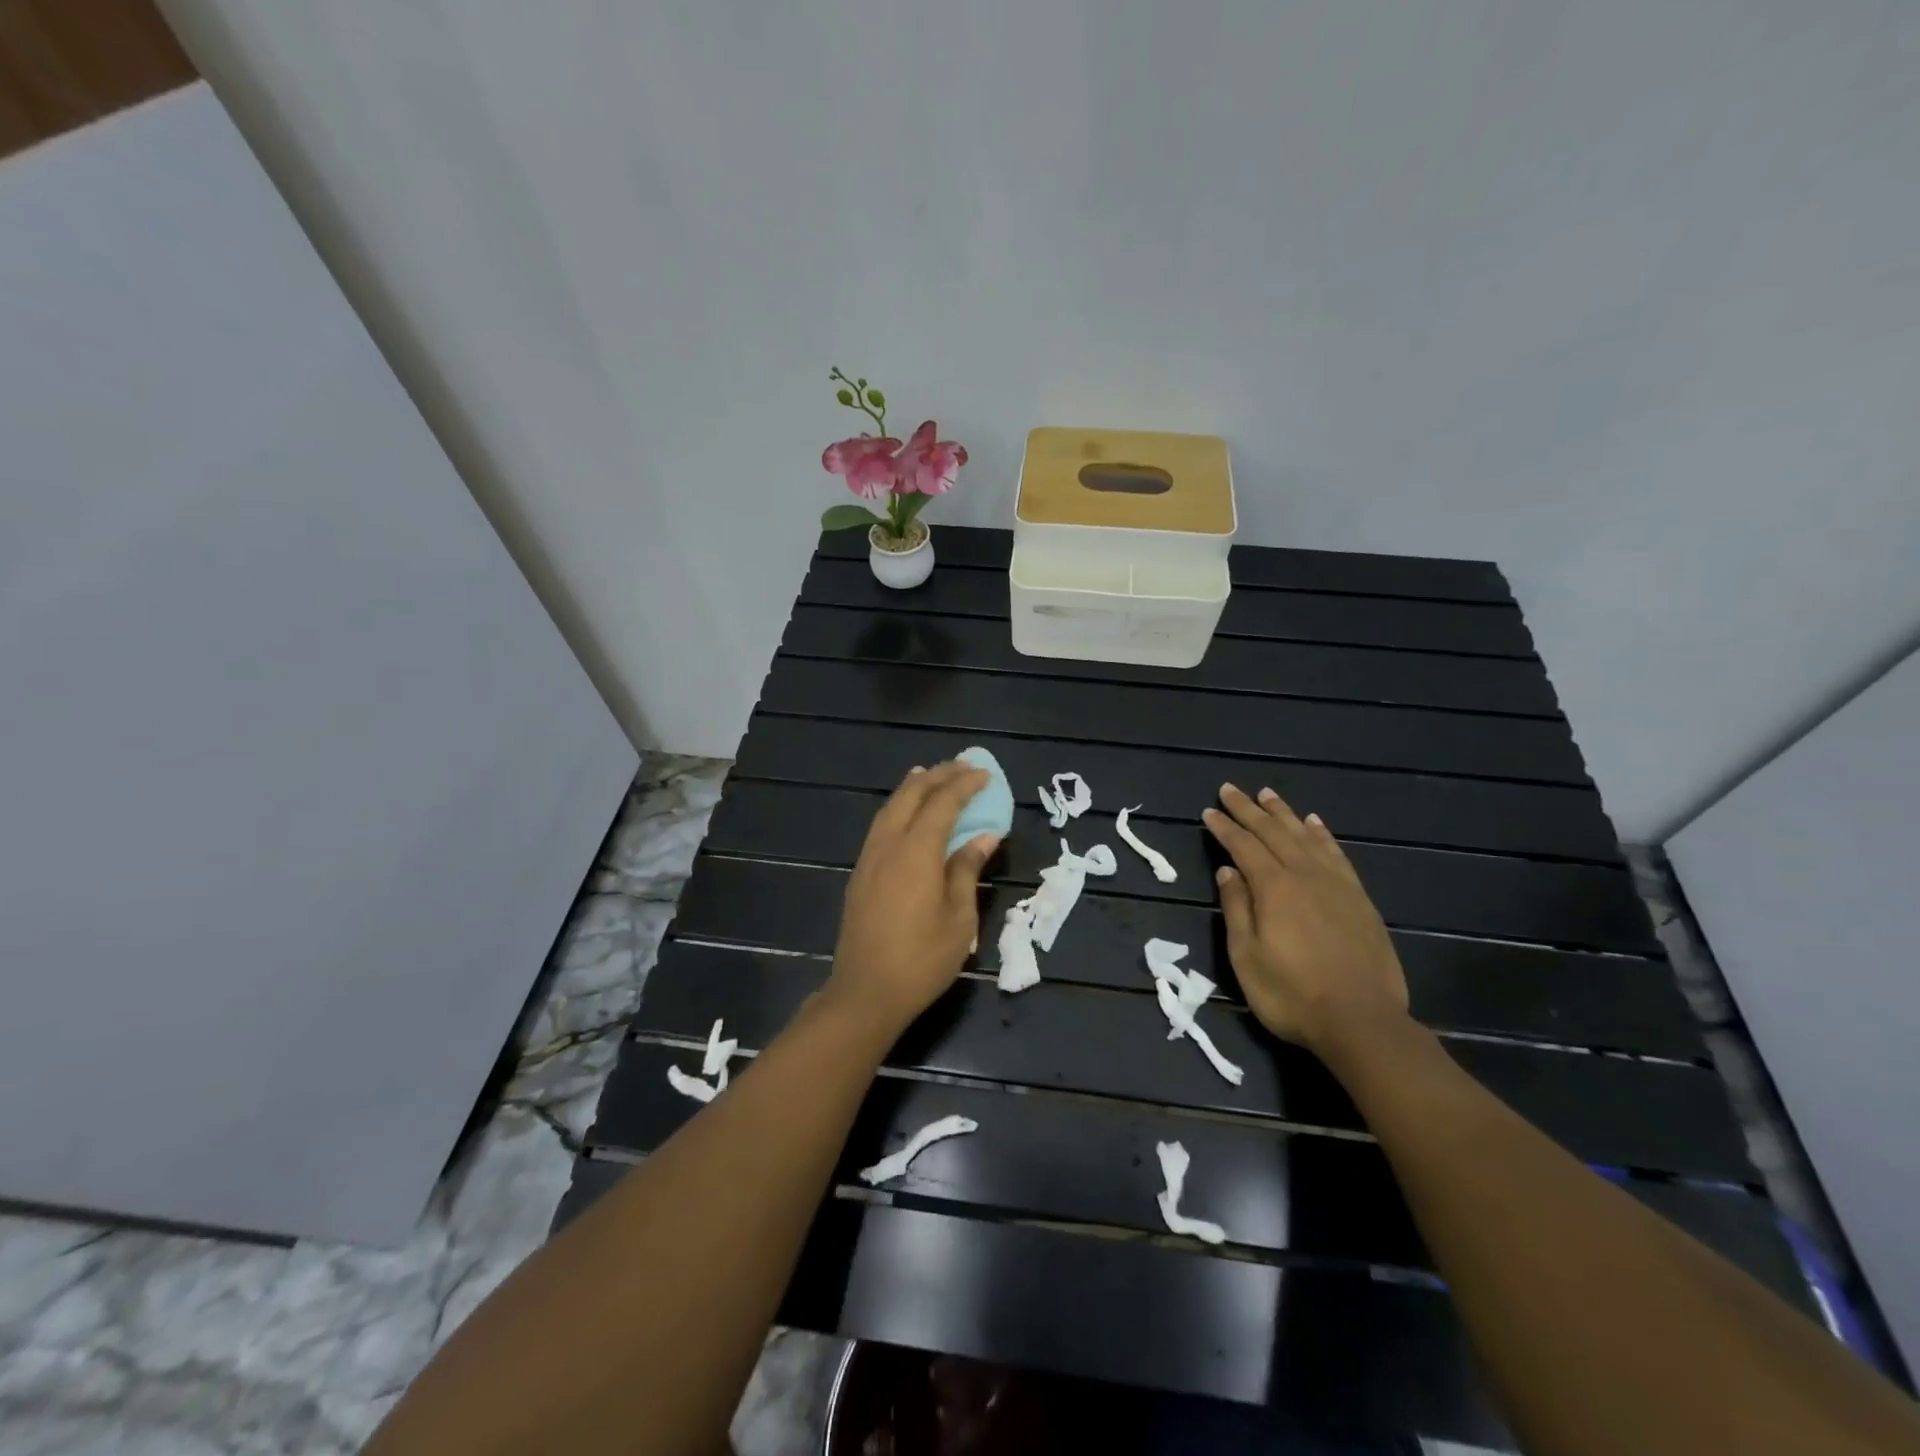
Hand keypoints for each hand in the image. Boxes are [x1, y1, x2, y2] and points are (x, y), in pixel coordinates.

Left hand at [827, 761, 998, 1038]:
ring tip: (932, 775)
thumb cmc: (921, 959)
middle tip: (963, 767)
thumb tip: (984, 837)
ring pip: (891, 806)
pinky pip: (881, 824)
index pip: (943, 803)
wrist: (865, 992)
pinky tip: (907, 813)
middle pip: (912, 794)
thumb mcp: (959, 918)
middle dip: (938, 775)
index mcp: (917, 851)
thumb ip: (967, 870)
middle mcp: (889, 844)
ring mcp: (869, 857)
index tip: (985, 774)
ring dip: (914, 786)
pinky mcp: (860, 872)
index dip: (965, 785)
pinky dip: (899, 807)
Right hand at [1202, 784, 1408, 1051]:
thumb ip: (1237, 909)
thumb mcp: (1247, 957)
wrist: (1362, 1022)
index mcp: (1274, 888)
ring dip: (1284, 813)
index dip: (1224, 827)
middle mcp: (1305, 875)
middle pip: (1273, 833)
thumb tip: (1228, 871)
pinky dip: (1322, 834)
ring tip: (1268, 794)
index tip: (1209, 811)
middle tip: (1230, 789)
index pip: (1243, 846)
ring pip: (1305, 836)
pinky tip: (1315, 824)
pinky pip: (1337, 854)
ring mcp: (1336, 885)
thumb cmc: (1291, 994)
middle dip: (1249, 810)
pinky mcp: (1359, 899)